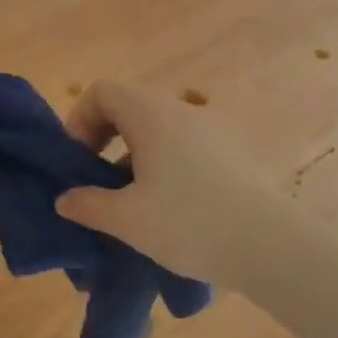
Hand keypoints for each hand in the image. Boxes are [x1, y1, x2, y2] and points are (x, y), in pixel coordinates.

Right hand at [55, 80, 287, 286]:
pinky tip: (172, 207)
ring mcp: (216, 128)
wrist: (273, 246)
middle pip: (130, 107)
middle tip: (99, 182)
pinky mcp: (236, 152)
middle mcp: (184, 110)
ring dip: (136, 156)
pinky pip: (187, 146)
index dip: (79, 120)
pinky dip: (167, 165)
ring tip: (134, 202)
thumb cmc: (190, 223)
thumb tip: (65, 199)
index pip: (102, 91)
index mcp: (152, 115)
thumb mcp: (126, 220)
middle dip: (105, 140)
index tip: (79, 162)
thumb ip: (87, 204)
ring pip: (160, 129)